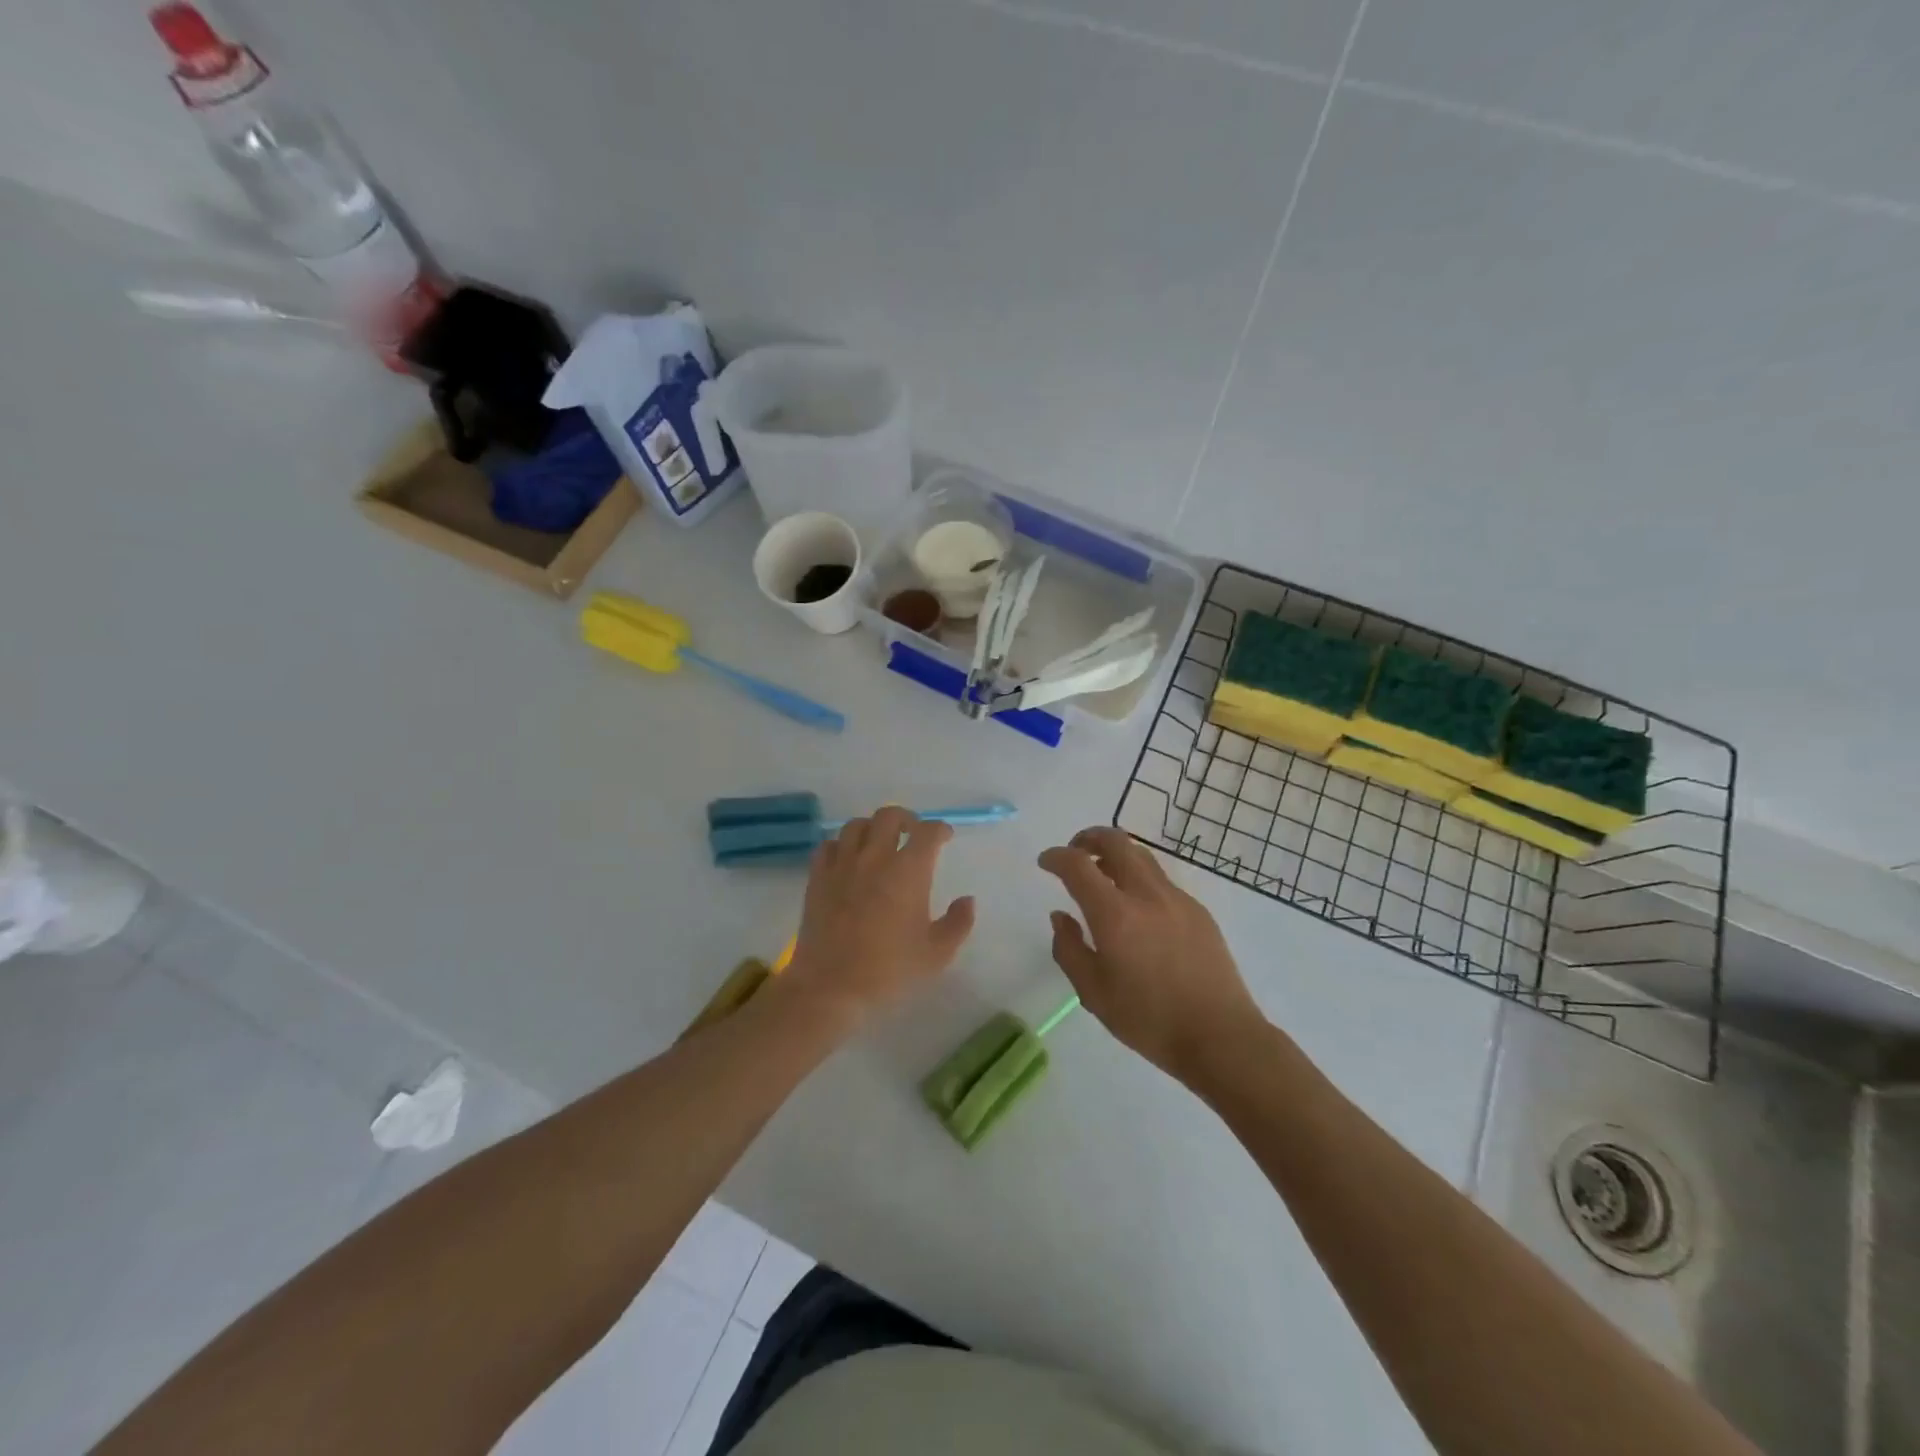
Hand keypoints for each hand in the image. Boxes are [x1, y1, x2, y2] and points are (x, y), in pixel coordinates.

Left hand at [784, 806, 975, 1025]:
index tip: (945, 838)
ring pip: (857, 824)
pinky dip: (841, 845)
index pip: (928, 831)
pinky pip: (828, 845)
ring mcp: (842, 864)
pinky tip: (847, 859)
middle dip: (907, 819)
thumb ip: (958, 923)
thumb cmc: (889, 970)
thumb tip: (967, 900)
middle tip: (913, 834)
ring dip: (872, 828)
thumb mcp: (937, 954)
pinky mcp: (818, 877)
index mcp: (909, 870)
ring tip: (879, 843)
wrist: (831, 986)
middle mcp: (875, 857)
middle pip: (890, 815)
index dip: (940, 830)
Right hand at [1039, 827, 1261, 1083]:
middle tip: (1075, 853)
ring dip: (1116, 854)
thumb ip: (1069, 949)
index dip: (1056, 857)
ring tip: (1103, 876)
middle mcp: (1146, 895)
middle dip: (1088, 838)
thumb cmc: (1149, 1020)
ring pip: (1142, 855)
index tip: (1045, 862)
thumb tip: (1060, 916)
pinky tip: (1138, 910)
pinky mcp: (1198, 911)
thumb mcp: (1093, 993)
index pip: (1077, 865)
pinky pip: (1161, 880)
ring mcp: (1177, 899)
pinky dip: (1140, 878)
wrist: (1220, 1036)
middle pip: (1115, 841)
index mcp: (1114, 914)